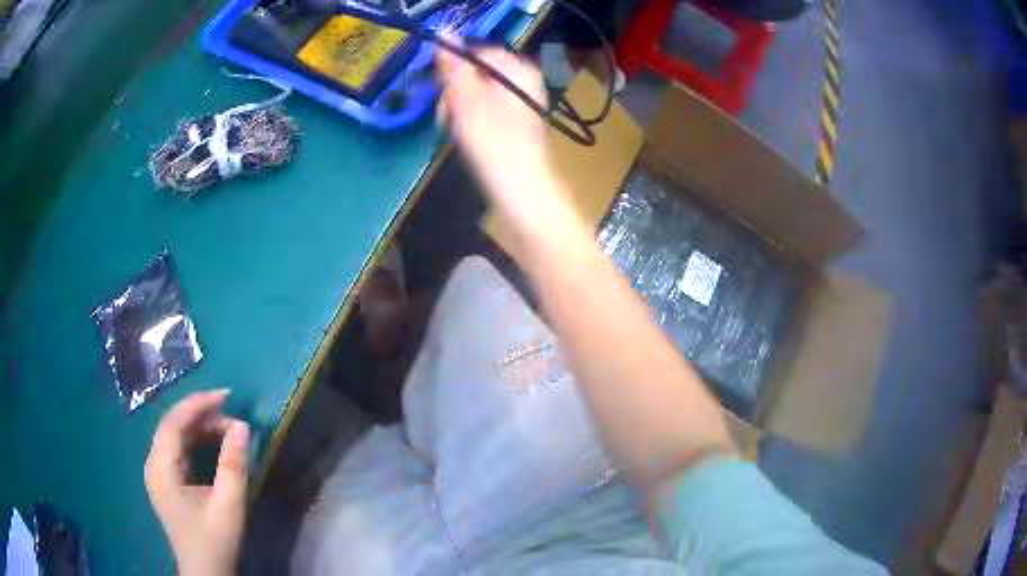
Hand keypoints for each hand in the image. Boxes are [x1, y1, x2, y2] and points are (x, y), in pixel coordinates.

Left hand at [144, 390, 249, 575]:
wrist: (206, 572)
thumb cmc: (214, 540)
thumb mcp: (228, 505)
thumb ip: (233, 465)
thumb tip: (242, 426)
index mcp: (161, 468)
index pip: (173, 422)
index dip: (197, 404)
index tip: (226, 395)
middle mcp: (154, 464)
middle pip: (173, 426)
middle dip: (201, 414)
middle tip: (232, 413)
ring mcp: (159, 473)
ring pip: (176, 437)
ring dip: (201, 428)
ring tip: (228, 430)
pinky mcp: (168, 482)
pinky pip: (180, 451)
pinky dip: (198, 442)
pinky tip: (215, 445)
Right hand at [436, 42, 562, 221]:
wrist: (523, 194)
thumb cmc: (494, 145)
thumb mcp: (467, 101)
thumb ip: (454, 66)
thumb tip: (444, 31)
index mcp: (519, 69)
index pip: (475, 53)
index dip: (452, 71)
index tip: (440, 93)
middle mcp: (523, 82)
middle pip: (475, 74)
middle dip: (455, 93)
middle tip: (447, 119)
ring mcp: (520, 103)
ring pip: (475, 94)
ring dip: (458, 110)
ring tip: (457, 133)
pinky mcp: (514, 124)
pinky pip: (483, 111)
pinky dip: (470, 122)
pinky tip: (468, 140)